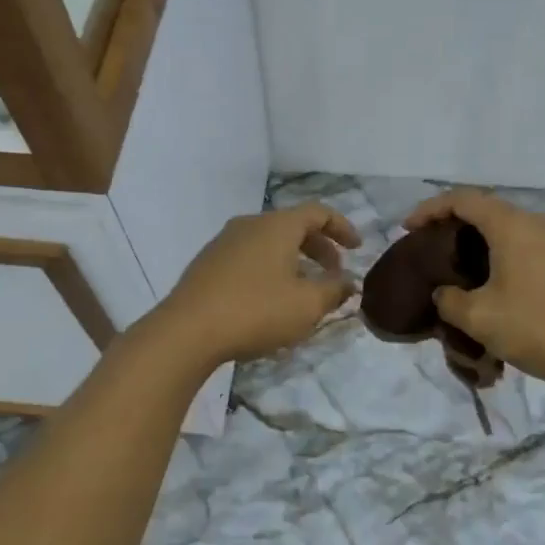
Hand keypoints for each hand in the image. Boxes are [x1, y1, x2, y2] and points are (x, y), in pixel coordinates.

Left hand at [153, 203, 360, 366]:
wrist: (187, 331)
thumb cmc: (256, 311)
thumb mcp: (307, 306)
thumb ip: (334, 290)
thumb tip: (348, 283)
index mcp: (277, 226)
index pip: (318, 213)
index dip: (342, 227)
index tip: (357, 249)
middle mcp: (250, 224)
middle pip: (292, 226)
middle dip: (319, 247)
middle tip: (334, 272)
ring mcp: (224, 242)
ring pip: (269, 242)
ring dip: (293, 260)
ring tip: (304, 289)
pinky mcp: (207, 264)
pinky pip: (249, 257)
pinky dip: (270, 268)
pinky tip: (270, 298)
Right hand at [402, 189, 544, 389]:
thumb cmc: (538, 327)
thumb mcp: (479, 318)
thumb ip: (450, 300)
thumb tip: (444, 293)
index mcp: (510, 225)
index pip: (462, 200)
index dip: (429, 209)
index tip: (407, 230)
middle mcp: (534, 224)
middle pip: (485, 210)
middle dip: (452, 224)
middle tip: (428, 248)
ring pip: (506, 229)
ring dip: (477, 242)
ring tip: (455, 268)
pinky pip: (523, 247)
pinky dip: (498, 255)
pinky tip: (490, 284)